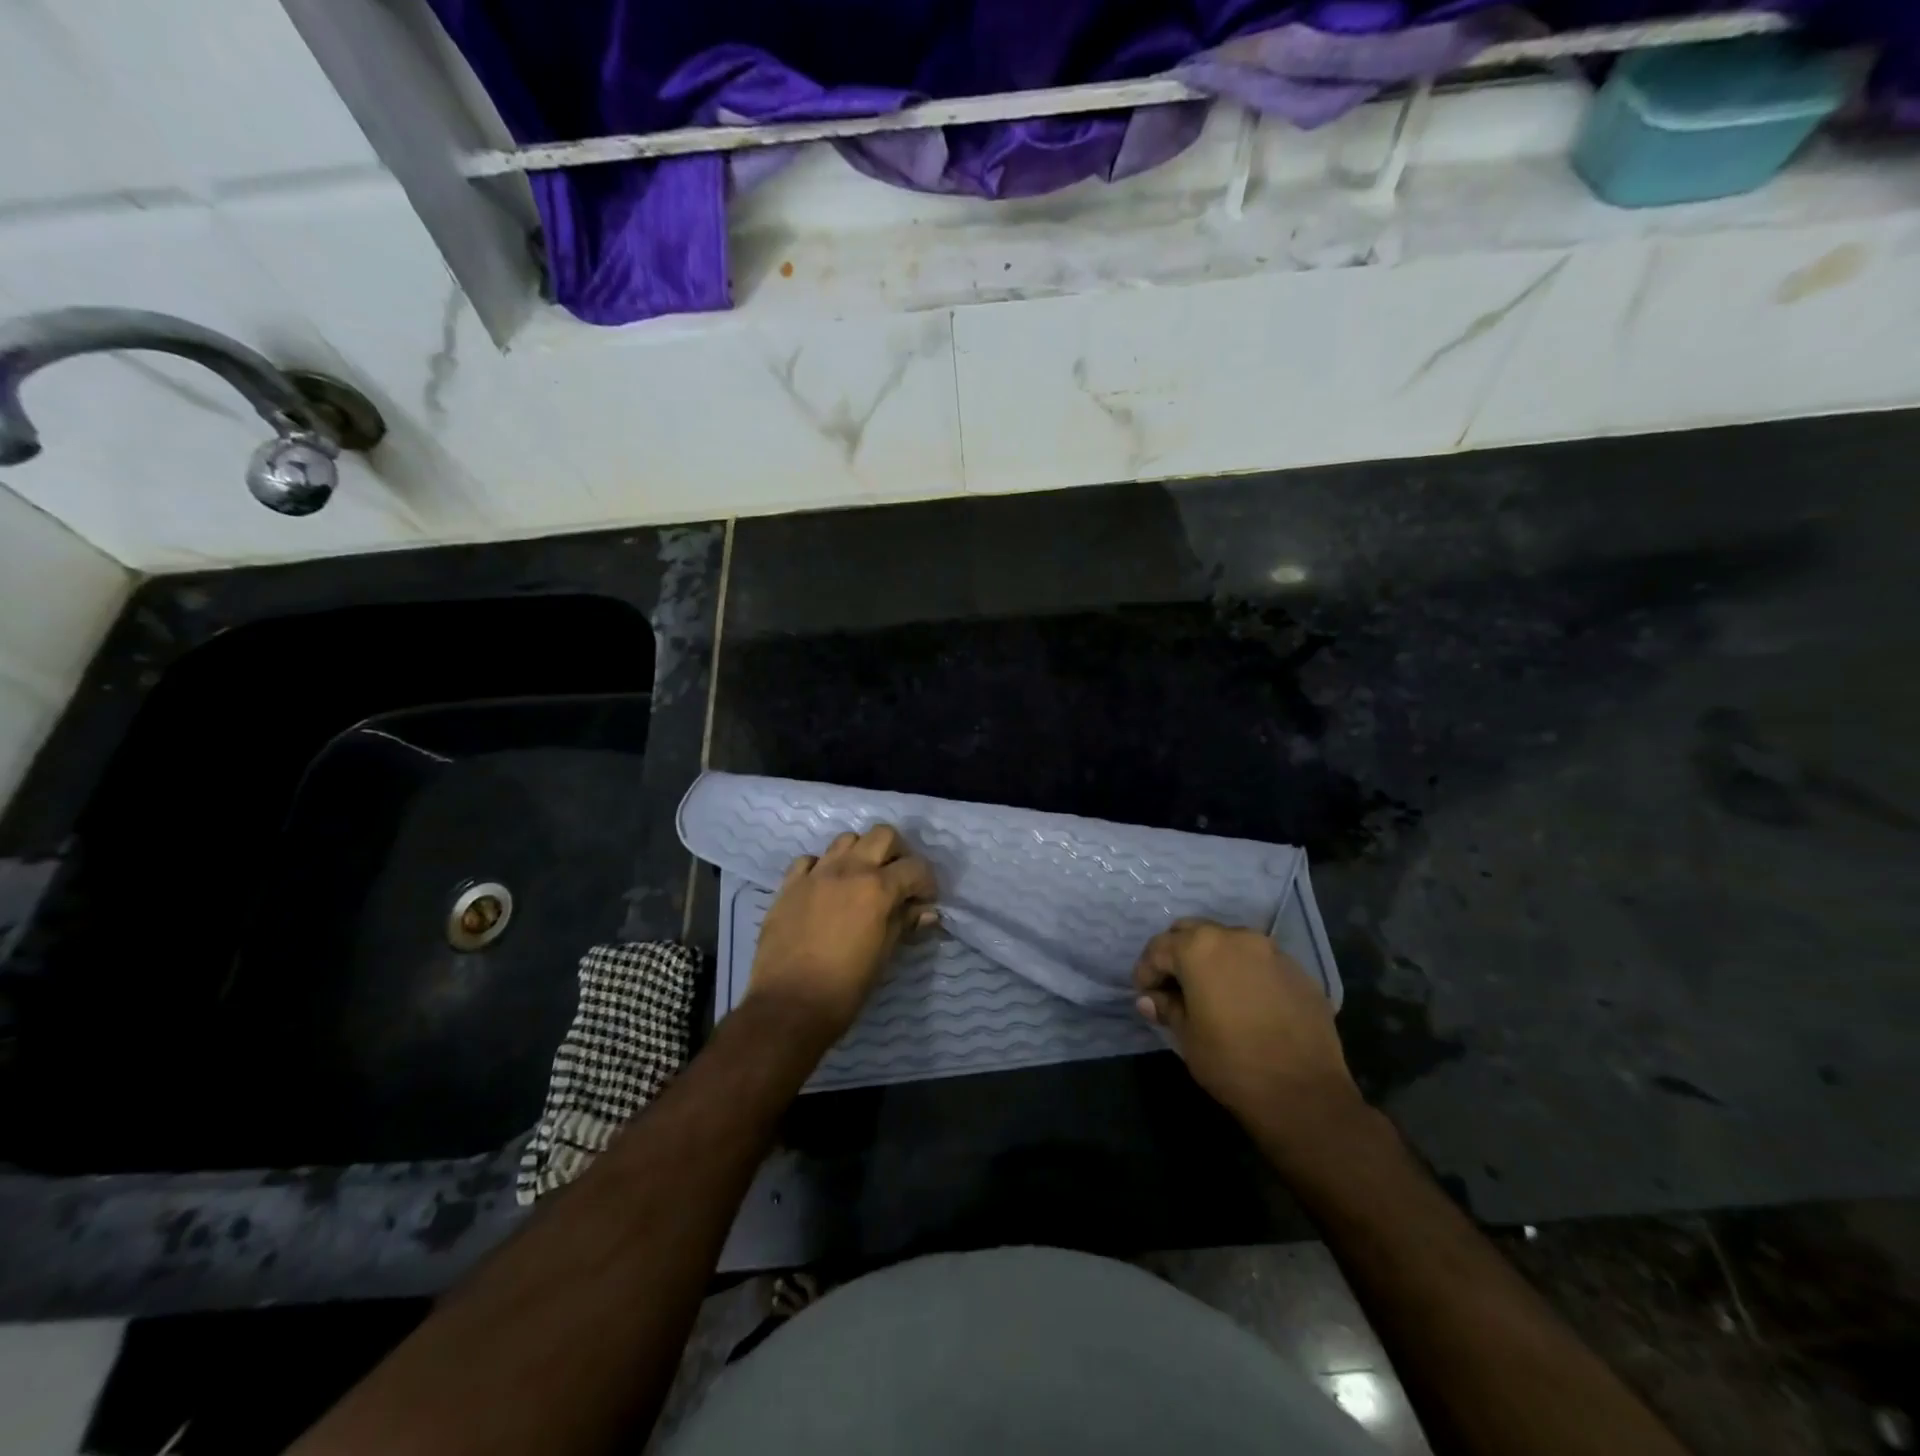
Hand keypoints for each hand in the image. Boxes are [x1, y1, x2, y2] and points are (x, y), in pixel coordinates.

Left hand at [746, 824, 936, 1043]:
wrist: (788, 1006)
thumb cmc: (845, 988)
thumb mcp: (884, 956)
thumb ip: (904, 923)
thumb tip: (926, 911)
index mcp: (877, 888)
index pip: (915, 867)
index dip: (927, 883)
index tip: (925, 901)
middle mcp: (848, 870)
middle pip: (883, 835)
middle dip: (897, 853)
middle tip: (898, 880)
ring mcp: (815, 874)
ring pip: (846, 840)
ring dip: (860, 854)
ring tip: (861, 880)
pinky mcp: (788, 885)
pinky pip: (810, 860)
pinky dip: (822, 867)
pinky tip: (825, 889)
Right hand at [1133, 918, 1361, 1132]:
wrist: (1305, 1094)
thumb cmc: (1232, 1063)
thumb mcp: (1187, 1037)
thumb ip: (1167, 1008)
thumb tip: (1149, 999)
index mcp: (1200, 948)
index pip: (1160, 948)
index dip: (1146, 971)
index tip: (1145, 994)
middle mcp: (1235, 937)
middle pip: (1193, 932)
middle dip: (1178, 954)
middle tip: (1173, 986)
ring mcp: (1271, 951)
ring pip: (1229, 942)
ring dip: (1213, 960)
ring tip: (1211, 992)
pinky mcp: (1298, 971)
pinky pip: (1259, 961)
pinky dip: (1244, 972)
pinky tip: (1245, 1003)